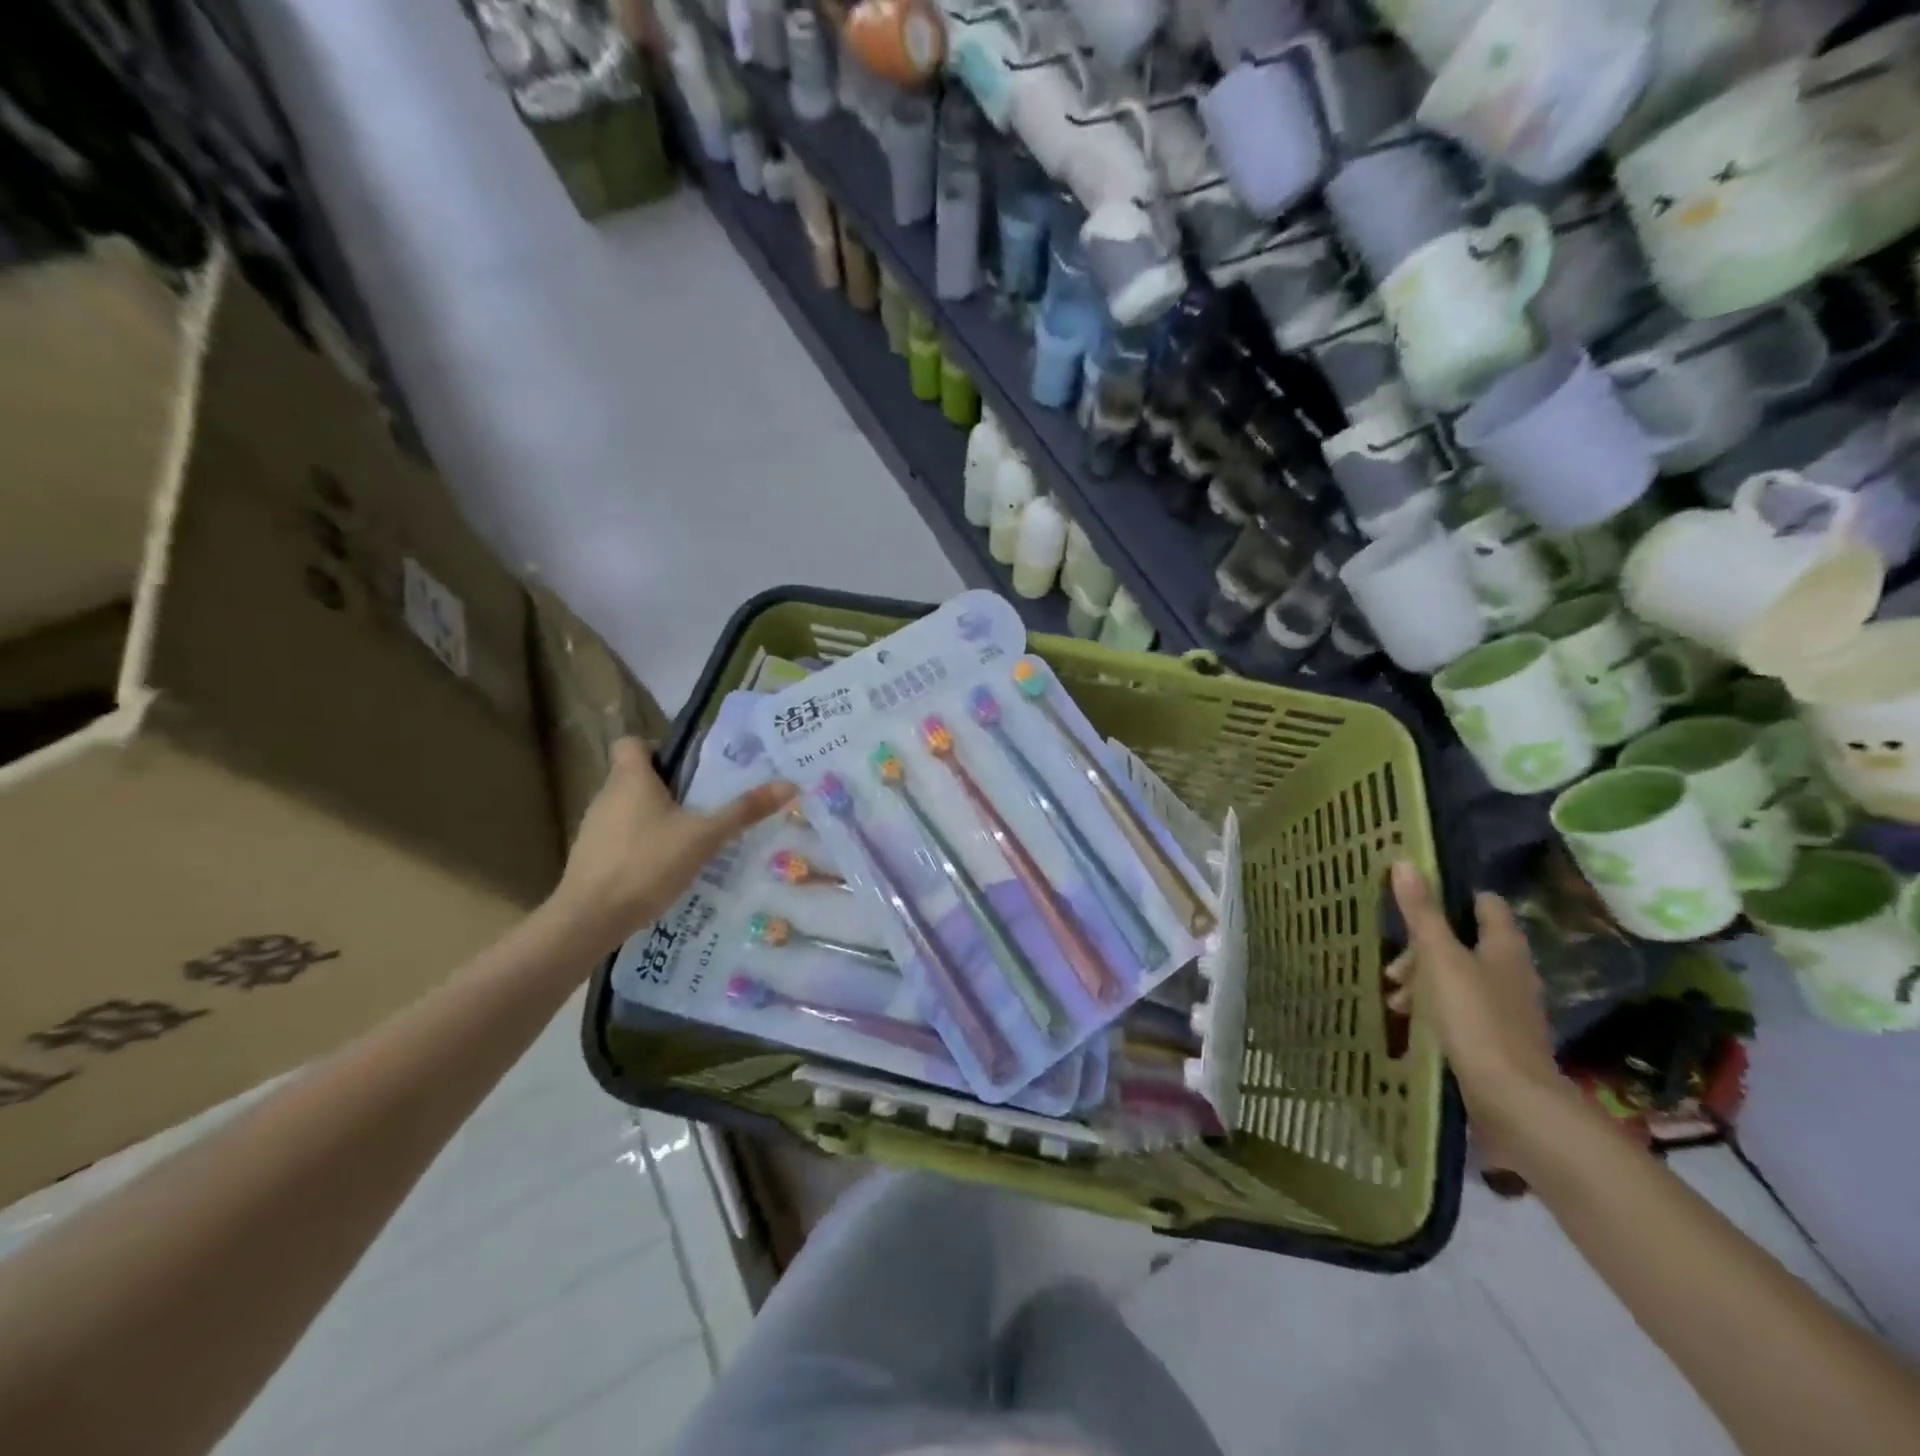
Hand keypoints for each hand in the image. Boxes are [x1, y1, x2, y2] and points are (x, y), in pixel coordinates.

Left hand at [552, 739, 796, 952]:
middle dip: (667, 787)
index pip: (632, 743)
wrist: (588, 919)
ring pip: (628, 809)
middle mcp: (607, 796)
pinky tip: (664, 868)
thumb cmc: (646, 864)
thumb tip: (789, 784)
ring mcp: (594, 828)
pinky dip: (641, 844)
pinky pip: (620, 837)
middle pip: (634, 776)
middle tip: (703, 804)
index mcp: (630, 779)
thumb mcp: (704, 837)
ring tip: (689, 838)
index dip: (657, 748)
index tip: (686, 769)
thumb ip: (743, 811)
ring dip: (655, 818)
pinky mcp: (591, 857)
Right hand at [1387, 862, 1567, 1160]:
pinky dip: (1433, 1009)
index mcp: (1503, 947)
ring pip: (1457, 977)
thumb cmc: (1475, 1018)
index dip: (1451, 897)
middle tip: (1394, 967)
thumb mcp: (1440, 959)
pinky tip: (1412, 1023)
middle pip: (1462, 942)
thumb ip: (1421, 913)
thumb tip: (1404, 863)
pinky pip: (1458, 1009)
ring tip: (1396, 1001)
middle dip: (1422, 950)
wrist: (1513, 1100)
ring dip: (1423, 981)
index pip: (1483, 904)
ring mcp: (1506, 1008)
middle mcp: (1511, 972)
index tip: (1413, 901)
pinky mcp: (1496, 1038)